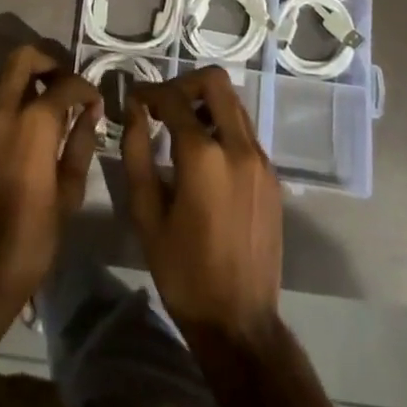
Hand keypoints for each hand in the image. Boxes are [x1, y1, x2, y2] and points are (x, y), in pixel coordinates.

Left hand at [0, 44, 101, 313]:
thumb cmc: (30, 238)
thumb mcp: (67, 194)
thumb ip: (80, 144)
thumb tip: (89, 114)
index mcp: (33, 122)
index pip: (65, 84)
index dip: (85, 88)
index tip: (93, 102)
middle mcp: (0, 110)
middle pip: (23, 58)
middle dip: (48, 62)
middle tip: (62, 85)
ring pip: (0, 79)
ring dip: (22, 83)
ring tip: (39, 109)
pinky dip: (2, 106)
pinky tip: (14, 134)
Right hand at [124, 67, 282, 341]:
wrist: (240, 324)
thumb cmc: (184, 272)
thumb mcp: (147, 214)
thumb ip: (137, 153)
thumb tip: (133, 110)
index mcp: (204, 156)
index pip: (173, 98)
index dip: (149, 91)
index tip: (134, 98)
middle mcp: (238, 147)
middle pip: (215, 82)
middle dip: (185, 83)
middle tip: (163, 105)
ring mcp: (261, 161)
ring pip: (234, 104)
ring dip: (206, 103)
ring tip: (182, 128)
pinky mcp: (272, 177)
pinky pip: (246, 132)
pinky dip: (223, 127)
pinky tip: (205, 157)